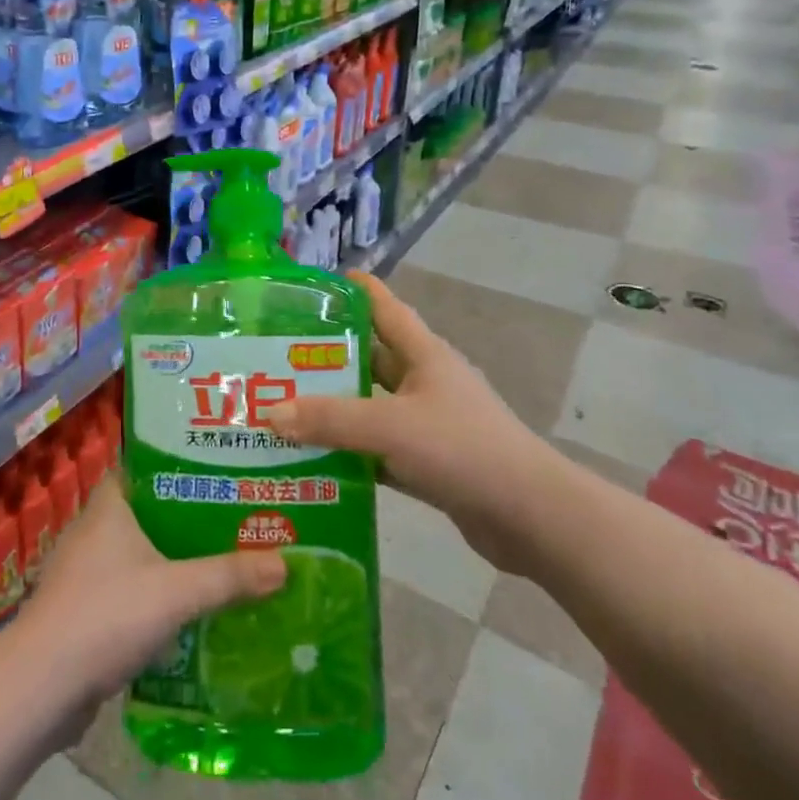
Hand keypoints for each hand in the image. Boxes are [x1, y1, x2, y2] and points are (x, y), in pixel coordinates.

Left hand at [13, 476, 286, 713]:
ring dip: (173, 558)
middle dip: (188, 516)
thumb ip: (229, 576)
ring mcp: (84, 572)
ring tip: (222, 560)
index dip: (178, 463)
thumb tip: (285, 563)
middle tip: (235, 516)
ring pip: (139, 553)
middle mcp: (93, 530)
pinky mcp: (83, 611)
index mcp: (109, 506)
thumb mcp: (177, 591)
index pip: (144, 466)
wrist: (41, 688)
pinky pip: (129, 589)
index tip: (218, 468)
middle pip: (148, 510)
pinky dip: (157, 594)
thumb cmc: (106, 615)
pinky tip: (189, 609)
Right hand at [270, 271, 568, 575]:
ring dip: (335, 408)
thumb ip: (330, 419)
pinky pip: (378, 450)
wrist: (530, 516)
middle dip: (327, 355)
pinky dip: (350, 452)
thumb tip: (268, 412)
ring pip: (371, 407)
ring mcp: (429, 424)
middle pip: (370, 358)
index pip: (384, 308)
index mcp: (424, 355)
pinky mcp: (429, 463)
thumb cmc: (463, 449)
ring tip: (283, 406)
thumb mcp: (391, 427)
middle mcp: (425, 382)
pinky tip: (313, 459)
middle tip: (276, 355)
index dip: (354, 290)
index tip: (314, 283)